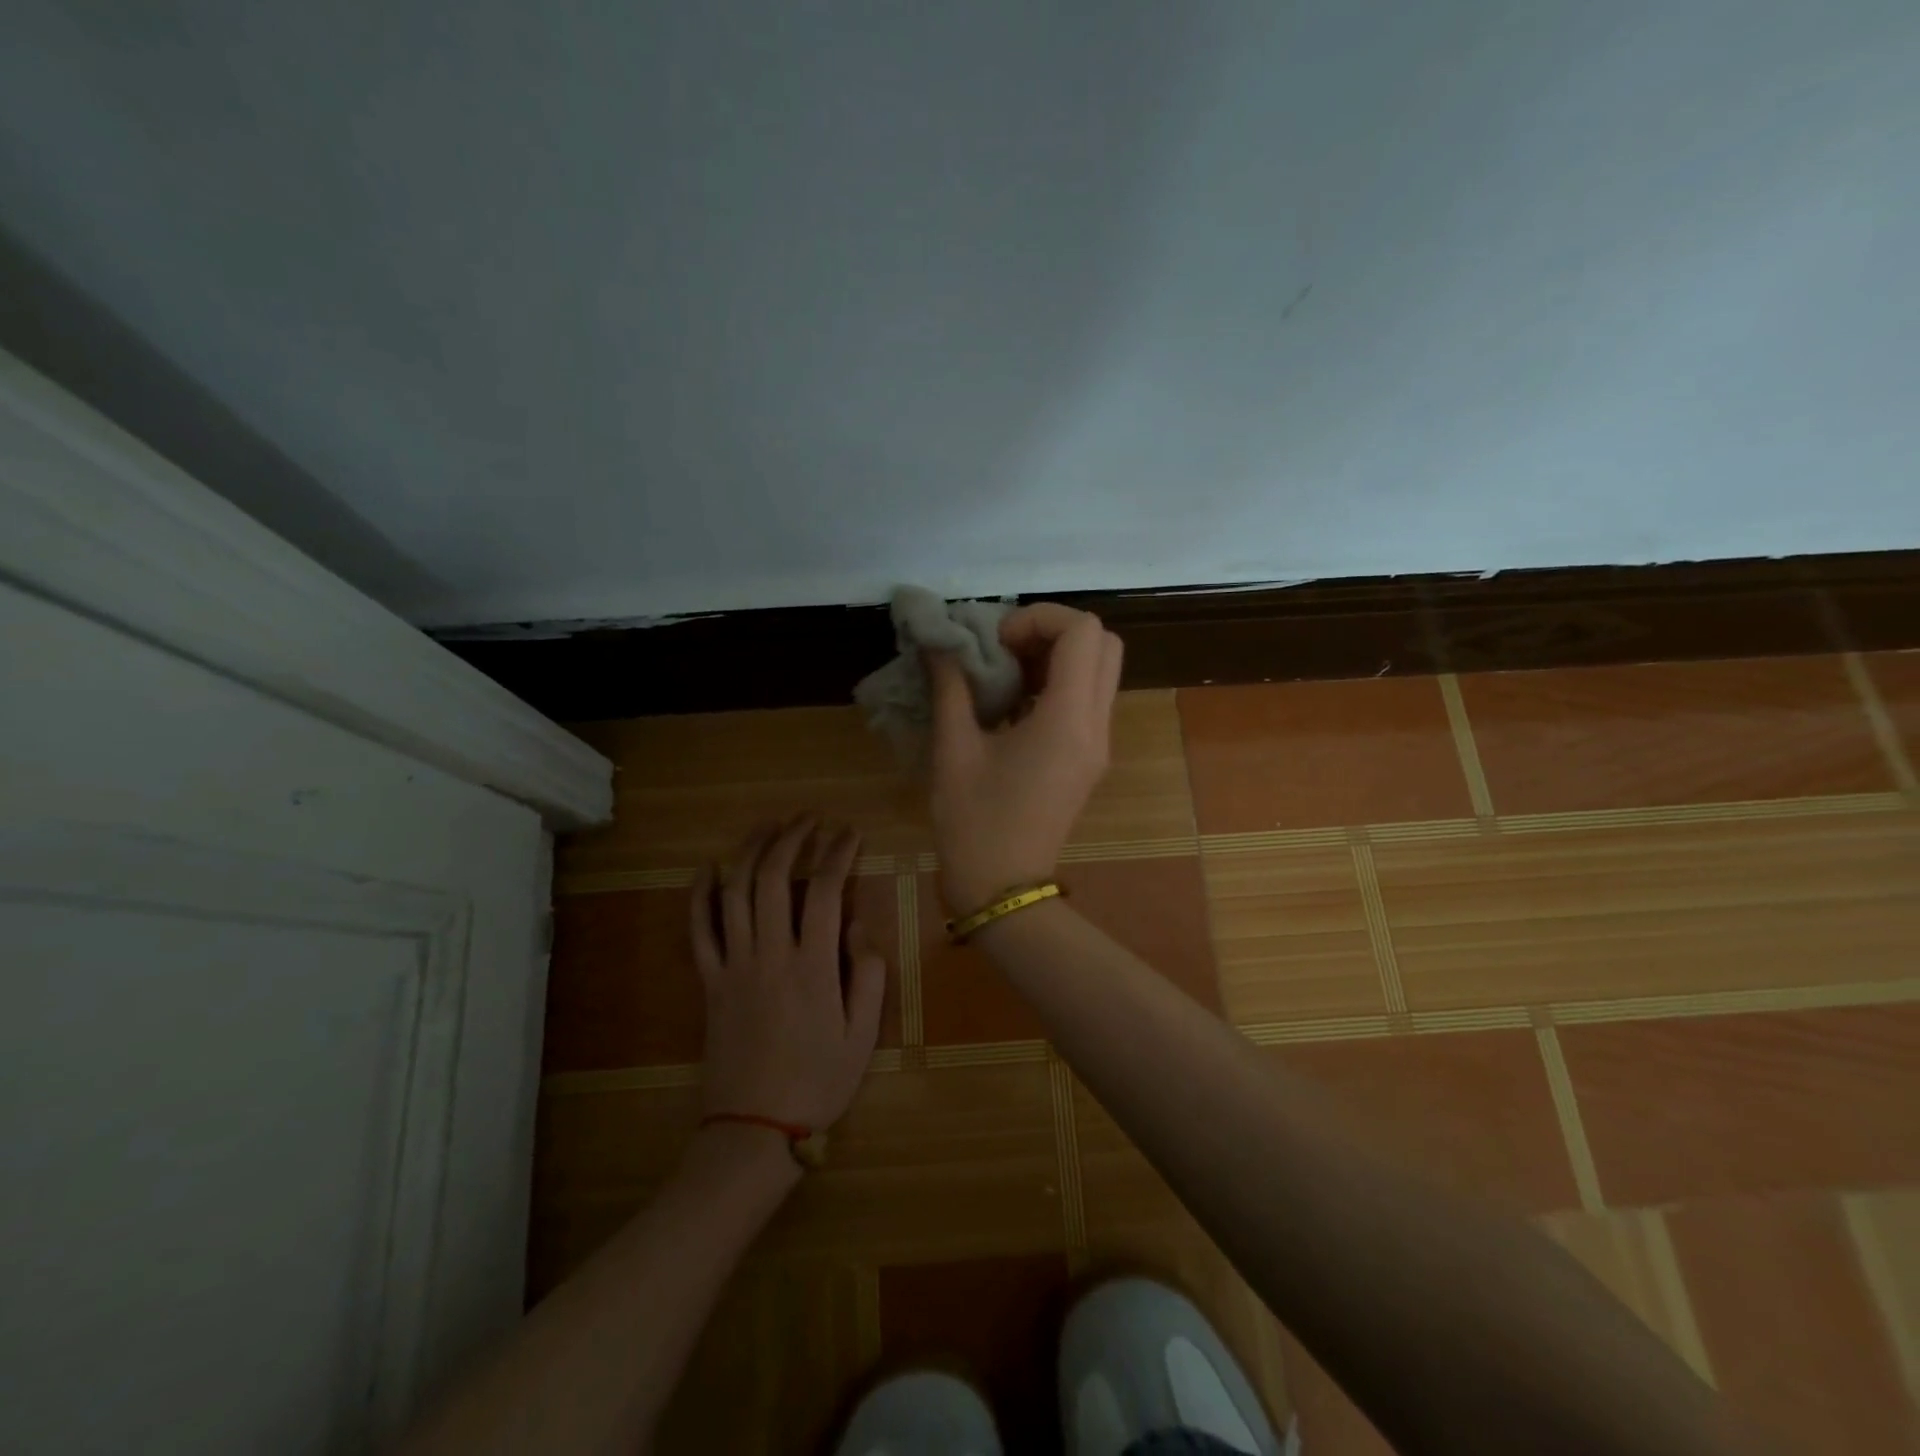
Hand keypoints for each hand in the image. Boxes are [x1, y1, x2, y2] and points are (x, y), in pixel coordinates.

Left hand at [690, 819, 886, 1131]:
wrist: (754, 1129)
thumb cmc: (818, 1082)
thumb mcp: (863, 1035)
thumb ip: (868, 975)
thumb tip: (857, 925)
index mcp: (814, 966)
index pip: (825, 890)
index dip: (838, 853)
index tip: (850, 833)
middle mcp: (770, 955)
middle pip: (774, 878)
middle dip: (793, 839)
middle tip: (809, 819)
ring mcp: (734, 965)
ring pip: (735, 893)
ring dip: (750, 852)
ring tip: (768, 826)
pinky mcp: (709, 982)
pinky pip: (698, 930)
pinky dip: (700, 895)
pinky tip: (707, 869)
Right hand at [928, 603, 1123, 911]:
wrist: (1003, 887)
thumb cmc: (973, 822)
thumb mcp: (953, 750)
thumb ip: (950, 687)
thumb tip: (940, 643)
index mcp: (1067, 720)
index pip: (1082, 632)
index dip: (1039, 618)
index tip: (995, 643)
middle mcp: (1095, 725)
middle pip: (1103, 643)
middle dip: (1054, 631)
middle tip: (1006, 650)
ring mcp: (1099, 743)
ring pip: (1100, 669)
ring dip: (1057, 656)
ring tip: (1008, 673)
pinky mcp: (1090, 757)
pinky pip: (1088, 698)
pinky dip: (1058, 682)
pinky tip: (1015, 701)